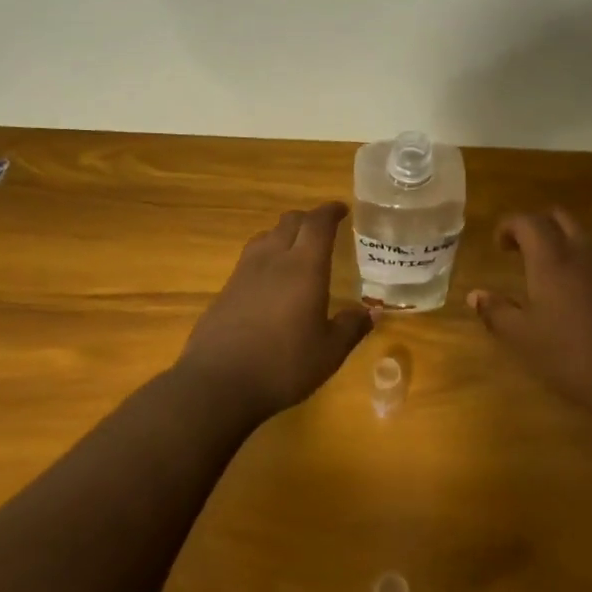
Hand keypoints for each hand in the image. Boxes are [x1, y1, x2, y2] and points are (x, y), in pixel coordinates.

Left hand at [176, 203, 373, 420]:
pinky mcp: (225, 289)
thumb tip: (373, 311)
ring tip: (296, 249)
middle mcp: (273, 260)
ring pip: (266, 236)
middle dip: (308, 219)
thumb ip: (351, 327)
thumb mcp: (329, 352)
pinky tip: (270, 280)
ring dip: (283, 234)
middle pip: (289, 222)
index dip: (330, 211)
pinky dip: (266, 256)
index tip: (342, 209)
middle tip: (323, 229)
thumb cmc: (283, 365)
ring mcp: (244, 273)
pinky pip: (250, 259)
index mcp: (304, 267)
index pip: (318, 223)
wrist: (218, 383)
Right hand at [467, 210, 591, 416]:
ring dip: (569, 246)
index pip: (528, 221)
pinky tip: (591, 299)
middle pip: (561, 219)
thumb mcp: (523, 340)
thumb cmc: (572, 357)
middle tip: (526, 251)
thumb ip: (496, 312)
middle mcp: (586, 252)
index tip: (500, 245)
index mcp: (552, 259)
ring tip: (558, 276)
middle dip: (540, 227)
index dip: (509, 226)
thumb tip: (476, 294)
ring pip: (589, 240)